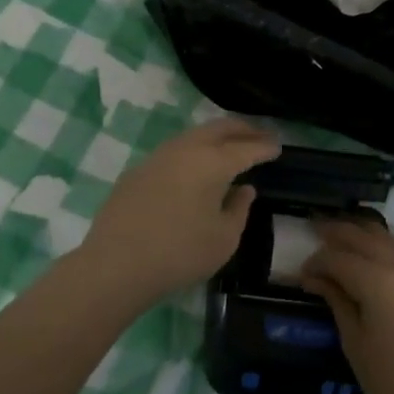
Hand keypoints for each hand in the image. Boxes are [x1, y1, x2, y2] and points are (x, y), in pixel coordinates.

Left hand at [75, 119, 280, 308]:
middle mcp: (186, 149)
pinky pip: (175, 151)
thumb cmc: (180, 253)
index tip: (277, 147)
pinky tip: (195, 168)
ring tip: (230, 147)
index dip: (265, 147)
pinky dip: (193, 151)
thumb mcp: (223, 239)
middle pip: (220, 129)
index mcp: (213, 162)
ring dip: (216, 137)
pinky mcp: (139, 170)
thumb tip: (243, 189)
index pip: (246, 148)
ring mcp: (158, 156)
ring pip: (194, 135)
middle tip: (260, 136)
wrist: (116, 264)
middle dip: (243, 130)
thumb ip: (239, 209)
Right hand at [300, 220, 393, 393]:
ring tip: (344, 235)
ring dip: (363, 233)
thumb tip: (316, 278)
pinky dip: (385, 248)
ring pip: (389, 239)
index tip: (302, 274)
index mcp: (376, 280)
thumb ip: (336, 301)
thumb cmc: (392, 380)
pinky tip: (376, 258)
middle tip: (316, 227)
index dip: (316, 262)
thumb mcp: (354, 342)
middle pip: (364, 236)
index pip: (338, 258)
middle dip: (337, 231)